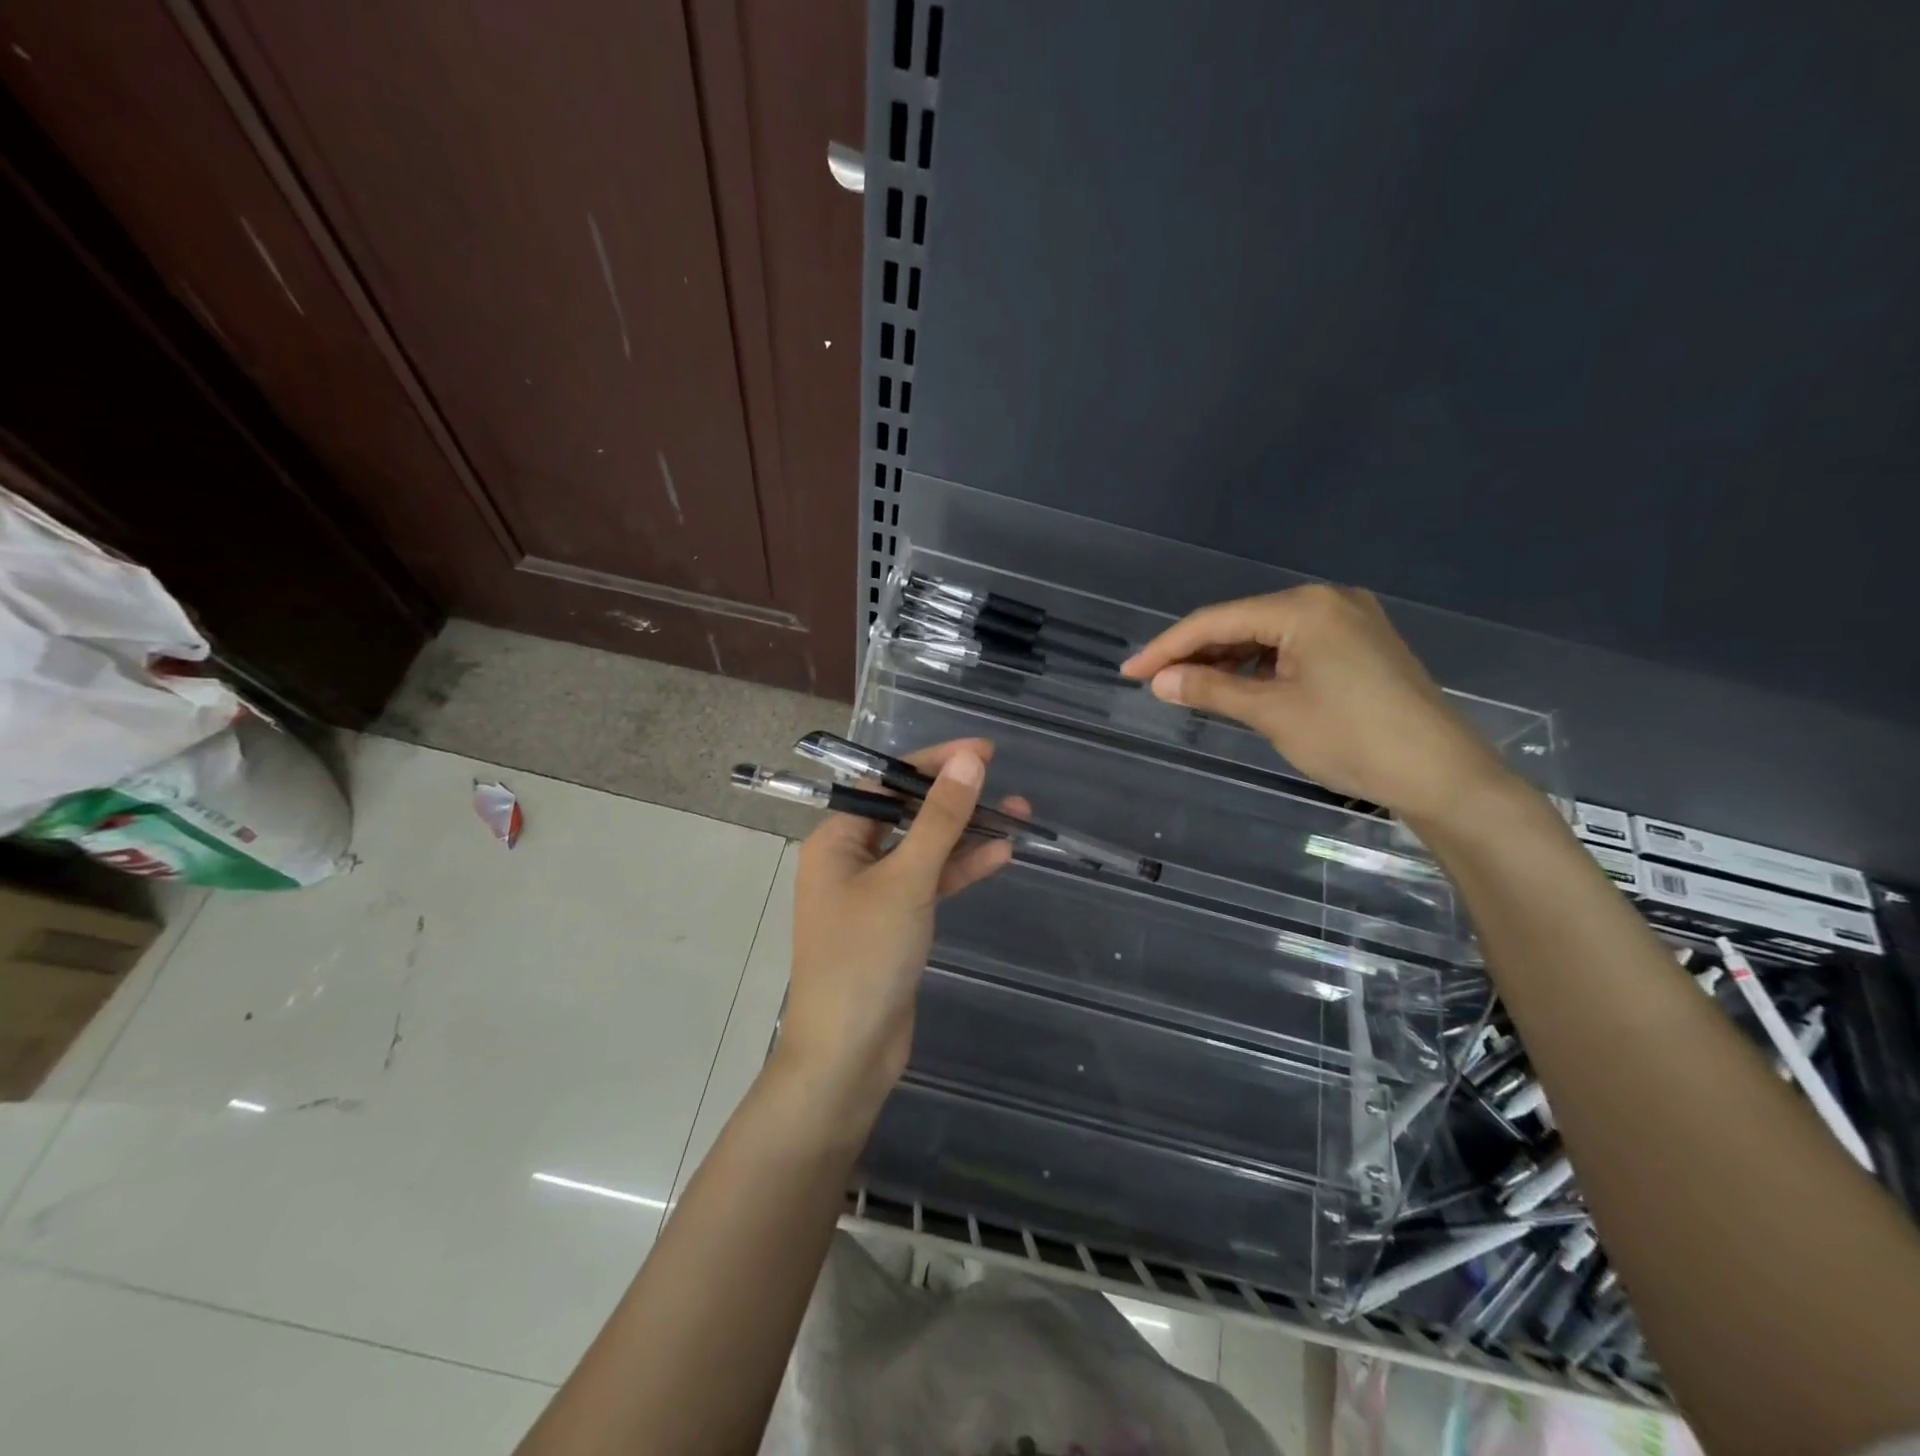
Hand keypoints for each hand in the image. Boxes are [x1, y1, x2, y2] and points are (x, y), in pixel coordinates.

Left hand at [777, 737, 1025, 1130]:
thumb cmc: (866, 957)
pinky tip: (1000, 854)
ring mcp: (874, 893)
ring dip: (966, 833)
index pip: (886, 783)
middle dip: (954, 798)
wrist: (847, 1054)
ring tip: (1018, 812)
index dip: (933, 763)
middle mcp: (850, 859)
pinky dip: (961, 869)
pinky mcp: (896, 923)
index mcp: (836, 840)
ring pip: (925, 849)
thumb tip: (968, 761)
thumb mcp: (907, 881)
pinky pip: (930, 883)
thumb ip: (940, 820)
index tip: (981, 751)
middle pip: (907, 814)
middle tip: (1001, 779)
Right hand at [1122, 584, 1509, 824]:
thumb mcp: (1272, 713)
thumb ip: (1211, 688)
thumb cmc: (1351, 739)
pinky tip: (1239, 684)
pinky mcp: (1361, 644)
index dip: (1168, 646)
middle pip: (1242, 621)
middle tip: (1154, 681)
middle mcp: (1327, 600)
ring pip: (1268, 634)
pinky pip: (1295, 645)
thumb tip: (1159, 680)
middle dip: (1196, 652)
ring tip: (1188, 685)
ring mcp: (1349, 620)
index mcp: (1304, 607)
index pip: (1217, 620)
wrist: (1441, 774)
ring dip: (1228, 659)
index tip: (1130, 671)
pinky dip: (1262, 665)